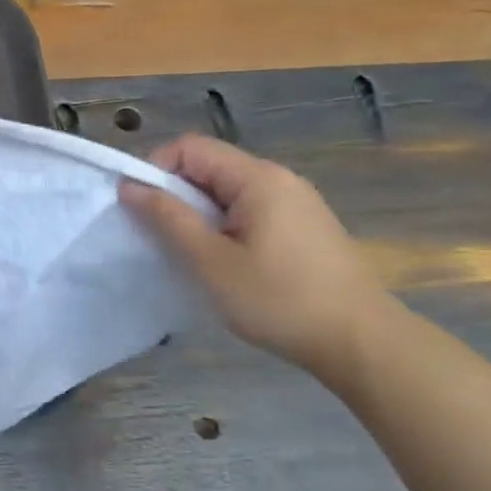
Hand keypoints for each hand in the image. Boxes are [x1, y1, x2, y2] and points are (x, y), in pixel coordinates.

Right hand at [119, 133, 396, 375]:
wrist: (361, 342)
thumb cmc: (278, 299)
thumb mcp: (210, 261)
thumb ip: (168, 218)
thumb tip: (130, 186)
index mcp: (257, 178)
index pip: (189, 148)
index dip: (156, 171)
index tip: (142, 211)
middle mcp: (279, 179)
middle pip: (209, 168)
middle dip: (176, 197)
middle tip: (162, 240)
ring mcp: (296, 203)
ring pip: (227, 193)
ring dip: (199, 217)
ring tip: (192, 257)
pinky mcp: (304, 228)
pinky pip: (249, 212)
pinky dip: (224, 229)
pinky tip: (226, 266)